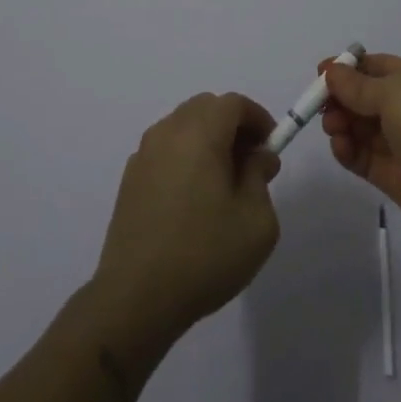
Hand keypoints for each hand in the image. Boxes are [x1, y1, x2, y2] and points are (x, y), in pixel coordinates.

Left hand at [92, 93, 282, 346]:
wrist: (136, 298)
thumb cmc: (205, 255)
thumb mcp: (256, 220)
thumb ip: (260, 177)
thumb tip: (256, 157)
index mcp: (199, 134)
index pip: (233, 103)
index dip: (258, 118)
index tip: (271, 148)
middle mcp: (167, 133)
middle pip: (205, 108)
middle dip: (233, 126)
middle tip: (251, 163)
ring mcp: (143, 155)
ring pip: (182, 127)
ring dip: (207, 140)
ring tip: (223, 183)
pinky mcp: (129, 180)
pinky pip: (165, 150)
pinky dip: (185, 157)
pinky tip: (193, 199)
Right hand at [321, 53, 400, 253]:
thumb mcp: (397, 93)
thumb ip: (359, 85)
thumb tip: (332, 71)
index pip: (382, 68)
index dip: (350, 69)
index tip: (320, 74)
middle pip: (369, 98)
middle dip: (343, 99)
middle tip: (321, 107)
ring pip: (365, 128)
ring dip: (343, 124)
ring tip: (333, 129)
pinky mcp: (398, 178)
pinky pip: (366, 158)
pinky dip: (349, 151)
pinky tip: (340, 148)